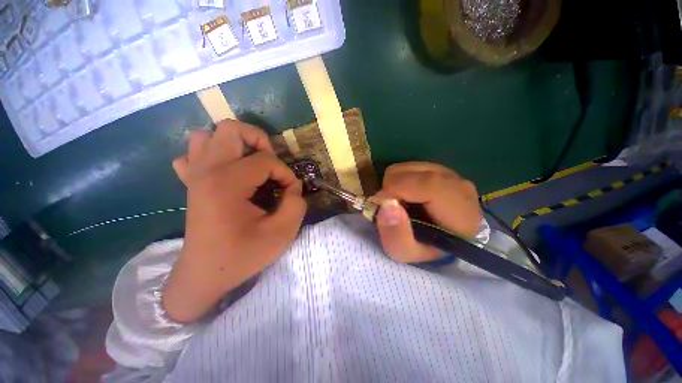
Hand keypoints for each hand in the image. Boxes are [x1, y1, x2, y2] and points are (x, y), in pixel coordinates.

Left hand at [163, 120, 305, 322]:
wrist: (205, 275)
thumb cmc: (243, 255)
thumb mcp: (282, 233)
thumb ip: (296, 204)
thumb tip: (294, 185)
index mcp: (227, 183)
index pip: (266, 160)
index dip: (286, 173)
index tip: (290, 192)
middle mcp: (207, 170)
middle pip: (231, 129)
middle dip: (260, 141)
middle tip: (271, 164)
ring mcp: (194, 174)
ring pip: (208, 135)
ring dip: (235, 143)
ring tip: (250, 163)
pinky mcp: (190, 182)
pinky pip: (194, 153)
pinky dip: (212, 154)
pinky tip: (225, 171)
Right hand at [373, 162, 481, 262]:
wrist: (440, 239)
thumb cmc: (424, 248)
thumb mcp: (405, 253)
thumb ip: (396, 235)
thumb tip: (386, 205)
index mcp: (460, 211)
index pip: (429, 184)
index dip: (397, 189)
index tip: (380, 203)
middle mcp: (458, 185)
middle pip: (413, 173)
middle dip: (391, 189)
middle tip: (391, 208)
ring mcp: (449, 173)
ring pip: (407, 167)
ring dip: (394, 185)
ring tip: (401, 203)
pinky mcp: (439, 169)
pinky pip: (409, 167)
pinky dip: (400, 180)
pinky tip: (407, 196)